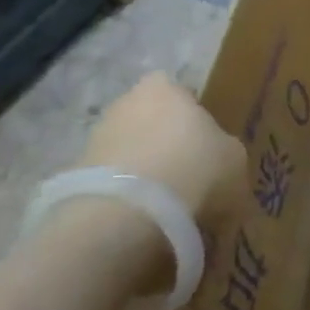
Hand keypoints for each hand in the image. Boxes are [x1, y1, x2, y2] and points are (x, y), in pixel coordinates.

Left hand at [79, 72, 244, 219]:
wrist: (124, 217)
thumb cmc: (193, 169)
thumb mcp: (234, 159)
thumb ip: (226, 153)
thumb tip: (221, 163)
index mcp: (164, 87)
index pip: (180, 91)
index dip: (193, 115)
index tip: (206, 143)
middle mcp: (124, 104)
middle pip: (151, 120)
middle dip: (165, 143)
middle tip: (188, 174)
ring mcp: (94, 140)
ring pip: (129, 152)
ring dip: (143, 173)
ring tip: (166, 207)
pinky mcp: (74, 180)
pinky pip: (111, 185)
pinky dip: (125, 199)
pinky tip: (143, 222)